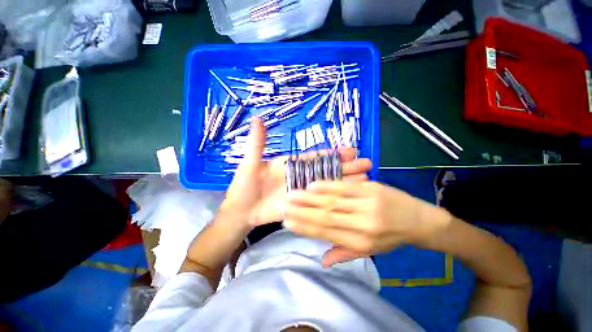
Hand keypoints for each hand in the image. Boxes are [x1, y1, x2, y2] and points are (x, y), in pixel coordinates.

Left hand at [221, 118, 372, 228]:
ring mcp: (302, 192)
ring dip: (345, 182)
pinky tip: (349, 198)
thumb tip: (258, 119)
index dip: (333, 154)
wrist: (241, 212)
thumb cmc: (244, 186)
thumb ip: (257, 143)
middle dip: (346, 167)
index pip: (316, 157)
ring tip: (366, 180)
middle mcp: (300, 176)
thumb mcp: (250, 163)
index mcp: (291, 164)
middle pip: (326, 170)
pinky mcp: (302, 206)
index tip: (352, 151)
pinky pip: (319, 202)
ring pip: (326, 186)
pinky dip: (333, 199)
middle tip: (367, 164)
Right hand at [281, 181, 452, 266]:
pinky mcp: (371, 190)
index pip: (325, 234)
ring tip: (293, 194)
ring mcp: (367, 205)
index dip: (304, 227)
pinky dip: (328, 186)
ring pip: (332, 202)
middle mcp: (361, 225)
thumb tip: (321, 261)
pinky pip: (345, 188)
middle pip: (325, 217)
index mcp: (360, 243)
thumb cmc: (391, 237)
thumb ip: (344, 253)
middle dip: (302, 212)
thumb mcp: (370, 251)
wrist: (420, 220)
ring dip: (310, 198)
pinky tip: (313, 185)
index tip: (287, 221)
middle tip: (284, 205)